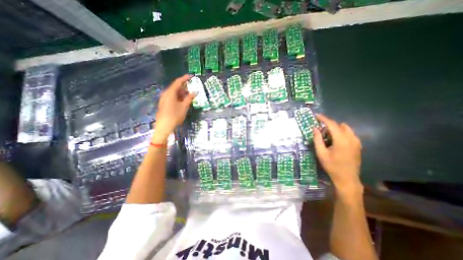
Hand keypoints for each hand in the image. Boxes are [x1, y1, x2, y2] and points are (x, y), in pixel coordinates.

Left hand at [153, 74, 194, 143]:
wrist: (164, 126)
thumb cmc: (175, 116)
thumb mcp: (184, 106)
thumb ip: (189, 98)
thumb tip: (195, 92)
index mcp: (170, 92)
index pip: (178, 82)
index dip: (185, 78)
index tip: (191, 76)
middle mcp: (166, 93)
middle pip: (175, 87)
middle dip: (184, 87)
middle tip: (192, 89)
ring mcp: (164, 99)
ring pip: (174, 92)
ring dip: (182, 93)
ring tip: (189, 96)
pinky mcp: (164, 103)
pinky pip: (172, 97)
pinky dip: (178, 97)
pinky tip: (183, 101)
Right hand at [313, 115, 363, 195]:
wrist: (347, 178)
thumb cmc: (332, 166)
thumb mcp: (321, 153)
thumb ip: (317, 139)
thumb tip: (315, 128)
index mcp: (341, 140)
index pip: (332, 124)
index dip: (323, 119)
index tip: (316, 116)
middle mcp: (351, 138)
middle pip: (339, 125)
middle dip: (329, 124)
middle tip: (320, 129)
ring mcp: (357, 142)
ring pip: (345, 129)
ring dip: (336, 129)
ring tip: (327, 135)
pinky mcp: (358, 145)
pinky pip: (349, 134)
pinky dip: (341, 133)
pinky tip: (335, 140)